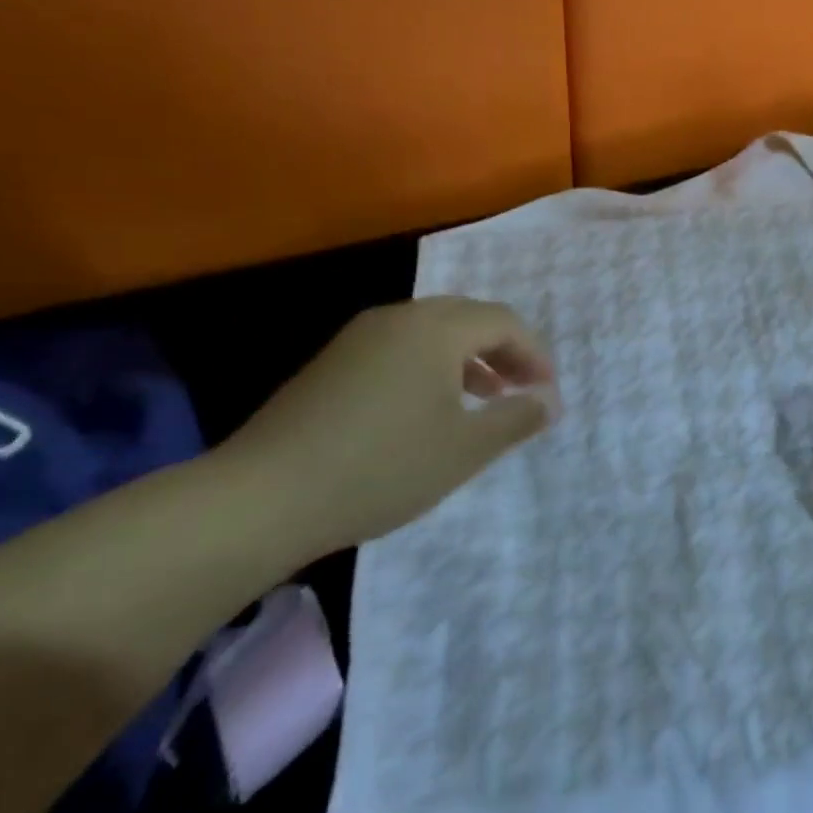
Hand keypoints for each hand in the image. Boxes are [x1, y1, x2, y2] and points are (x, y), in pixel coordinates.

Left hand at [213, 297, 557, 559]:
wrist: (263, 495)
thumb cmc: (383, 467)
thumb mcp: (465, 449)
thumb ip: (516, 418)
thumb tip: (549, 401)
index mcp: (436, 329)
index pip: (503, 322)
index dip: (534, 353)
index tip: (547, 391)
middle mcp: (399, 318)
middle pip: (468, 317)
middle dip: (503, 349)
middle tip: (520, 388)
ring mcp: (359, 337)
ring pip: (432, 331)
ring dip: (467, 357)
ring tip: (483, 398)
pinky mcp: (333, 362)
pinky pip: (400, 347)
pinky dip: (431, 366)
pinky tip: (428, 408)